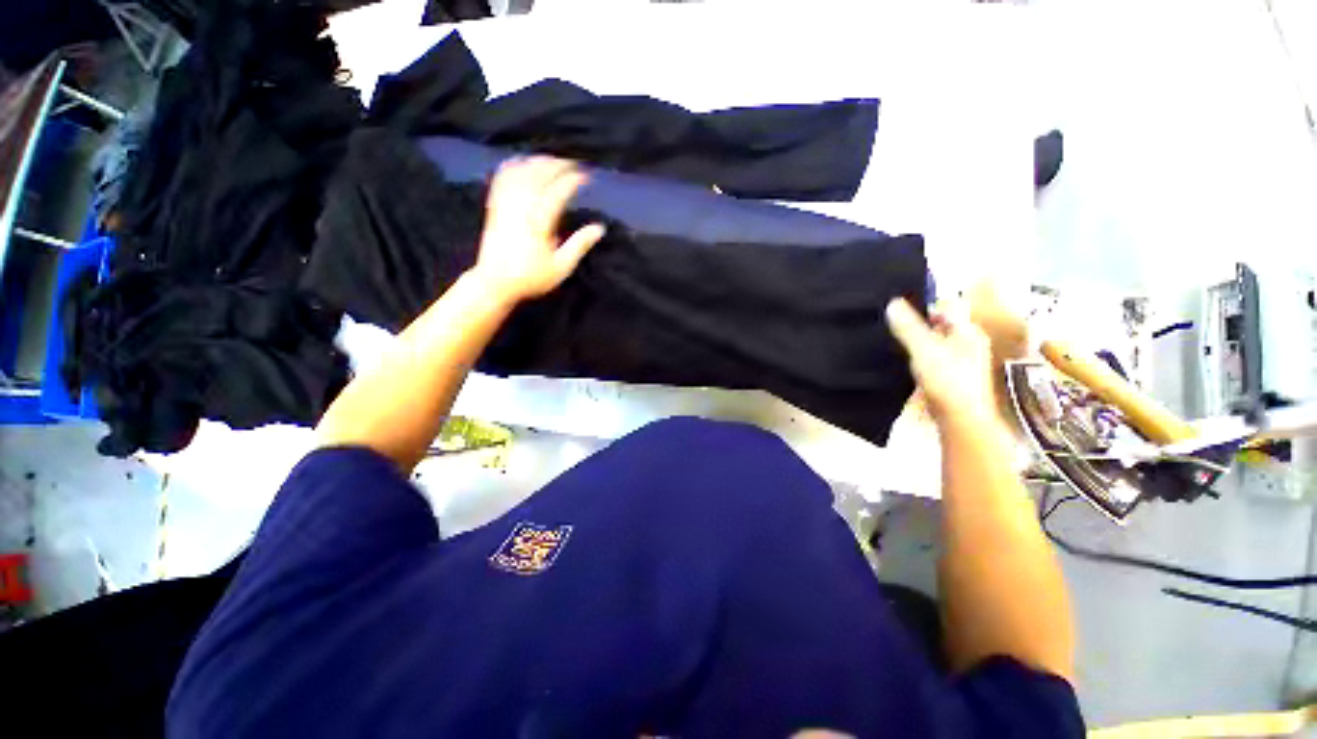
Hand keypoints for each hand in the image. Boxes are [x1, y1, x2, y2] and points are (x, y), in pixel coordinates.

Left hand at [469, 157, 605, 303]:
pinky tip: (522, 162)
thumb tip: (600, 228)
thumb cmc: (531, 278)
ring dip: (537, 162)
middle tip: (573, 164)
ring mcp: (505, 203)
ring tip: (552, 160)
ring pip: (521, 172)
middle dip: (557, 164)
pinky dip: (513, 166)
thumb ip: (580, 245)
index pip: (558, 190)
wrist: (495, 283)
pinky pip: (502, 177)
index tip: (586, 176)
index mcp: (539, 221)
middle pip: (539, 174)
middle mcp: (521, 206)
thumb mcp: (561, 267)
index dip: (573, 180)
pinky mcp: (494, 205)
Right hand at [885, 298, 998, 426]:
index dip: (926, 306)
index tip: (903, 314)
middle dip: (920, 325)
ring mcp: (962, 362)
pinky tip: (907, 366)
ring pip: (937, 343)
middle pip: (942, 325)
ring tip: (898, 347)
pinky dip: (921, 358)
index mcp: (968, 331)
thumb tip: (892, 303)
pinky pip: (934, 359)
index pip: (949, 307)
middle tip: (896, 330)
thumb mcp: (923, 349)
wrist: (961, 419)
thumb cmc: (947, 380)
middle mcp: (969, 343)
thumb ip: (908, 327)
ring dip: (919, 343)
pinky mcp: (952, 378)